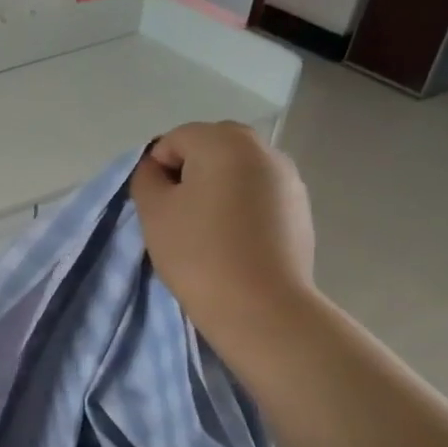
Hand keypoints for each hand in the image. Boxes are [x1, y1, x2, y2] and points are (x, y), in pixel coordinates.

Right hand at [129, 122, 315, 351]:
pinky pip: (259, 195)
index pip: (175, 139)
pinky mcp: (300, 208)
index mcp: (225, 141)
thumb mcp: (153, 213)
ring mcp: (289, 178)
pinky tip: (235, 244)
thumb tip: (158, 169)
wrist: (260, 306)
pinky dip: (241, 209)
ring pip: (237, 172)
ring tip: (207, 233)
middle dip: (189, 175)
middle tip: (178, 218)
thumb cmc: (198, 253)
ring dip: (216, 191)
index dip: (157, 170)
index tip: (156, 208)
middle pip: (211, 149)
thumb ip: (146, 179)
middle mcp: (263, 149)